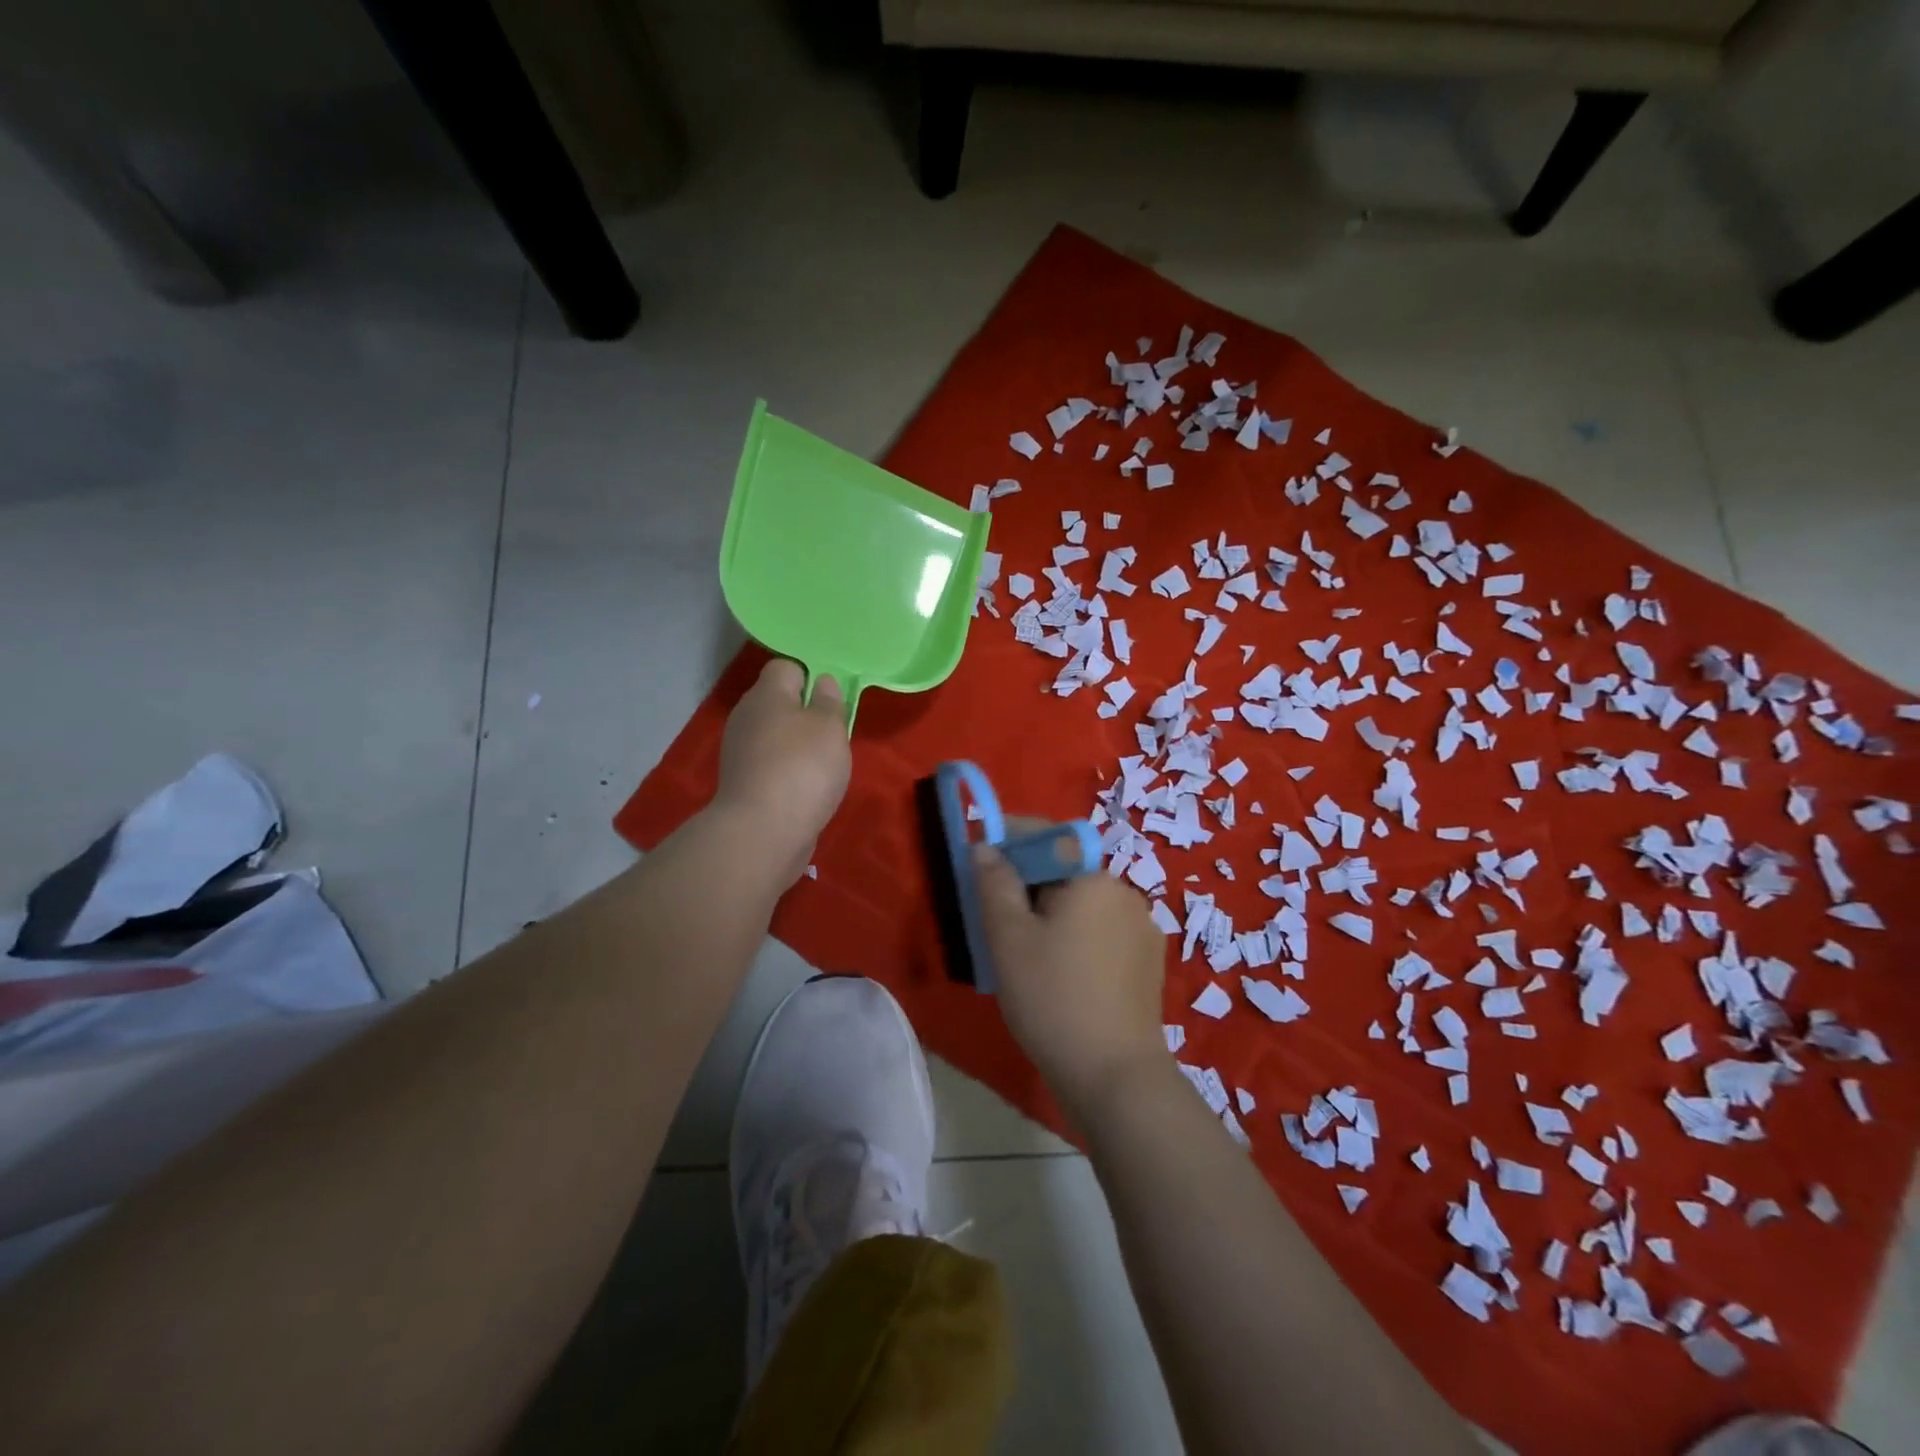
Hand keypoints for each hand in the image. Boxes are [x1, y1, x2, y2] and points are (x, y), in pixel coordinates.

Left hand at [713, 659, 851, 884]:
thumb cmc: (803, 768)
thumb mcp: (830, 727)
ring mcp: (740, 752)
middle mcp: (747, 717)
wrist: (763, 832)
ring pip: (775, 736)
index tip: (832, 700)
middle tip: (834, 734)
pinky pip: (770, 765)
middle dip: (806, 714)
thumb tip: (822, 682)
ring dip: (798, 746)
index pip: (786, 667)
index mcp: (766, 694)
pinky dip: (788, 772)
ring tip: (824, 766)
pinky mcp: (742, 783)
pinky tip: (806, 789)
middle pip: (779, 703)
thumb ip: (829, 701)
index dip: (811, 676)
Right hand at [972, 839, 1168, 1122]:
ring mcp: (1142, 928)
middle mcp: (1125, 893)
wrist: (1115, 1076)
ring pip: (1083, 904)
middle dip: (1028, 884)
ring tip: (1025, 952)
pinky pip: (1102, 932)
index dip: (1010, 840)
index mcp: (1093, 878)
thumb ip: (994, 883)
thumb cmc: (1053, 998)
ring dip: (1052, 913)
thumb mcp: (1009, 938)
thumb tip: (986, 846)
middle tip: (995, 918)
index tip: (980, 859)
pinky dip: (1076, 937)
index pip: (1048, 836)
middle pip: (1066, 871)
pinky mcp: (1147, 962)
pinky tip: (1060, 974)